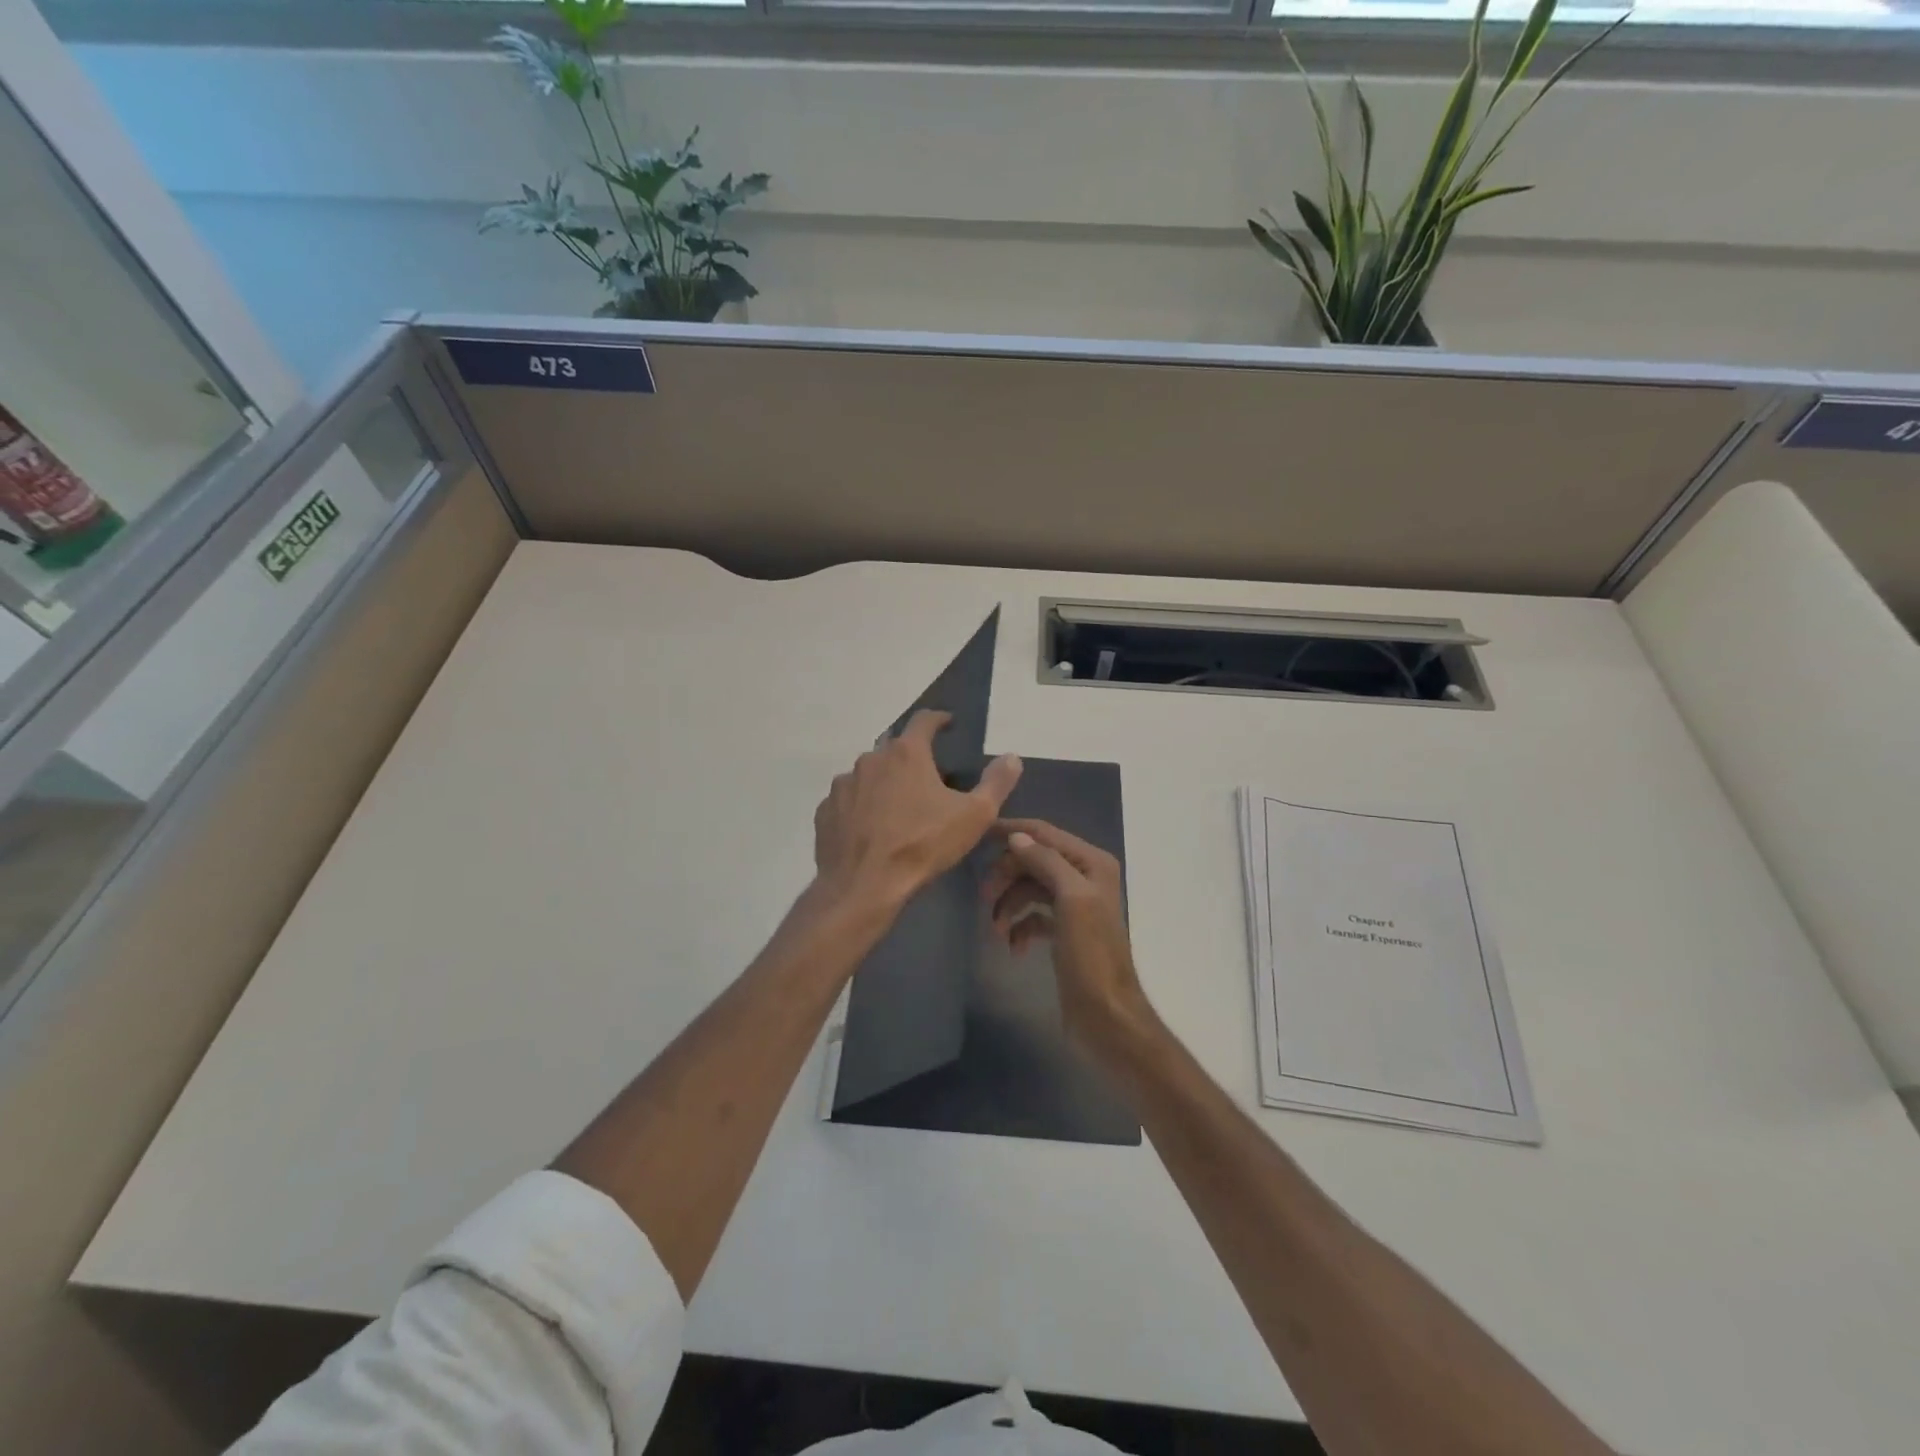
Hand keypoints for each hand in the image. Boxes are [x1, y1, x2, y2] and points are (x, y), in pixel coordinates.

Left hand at [813, 710, 1021, 910]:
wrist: (864, 887)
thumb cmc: (923, 846)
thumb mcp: (974, 816)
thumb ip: (996, 783)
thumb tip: (1012, 757)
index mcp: (906, 754)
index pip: (924, 720)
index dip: (939, 719)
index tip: (947, 724)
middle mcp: (870, 759)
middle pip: (894, 748)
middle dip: (911, 757)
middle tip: (928, 778)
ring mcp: (843, 784)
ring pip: (868, 774)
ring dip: (884, 782)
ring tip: (898, 807)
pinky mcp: (825, 810)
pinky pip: (848, 800)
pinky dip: (861, 806)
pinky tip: (871, 828)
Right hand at [981, 818, 1156, 1057]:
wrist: (1106, 1016)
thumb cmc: (1091, 955)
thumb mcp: (1072, 900)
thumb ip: (1046, 862)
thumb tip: (1016, 836)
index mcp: (1091, 863)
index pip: (1044, 834)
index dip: (1011, 830)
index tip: (977, 834)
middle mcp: (1084, 877)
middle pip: (1033, 860)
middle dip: (1007, 875)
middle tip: (984, 897)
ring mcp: (1074, 905)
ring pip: (1029, 889)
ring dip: (1009, 904)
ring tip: (996, 930)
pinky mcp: (1063, 932)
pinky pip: (1032, 916)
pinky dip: (1019, 927)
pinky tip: (1014, 946)